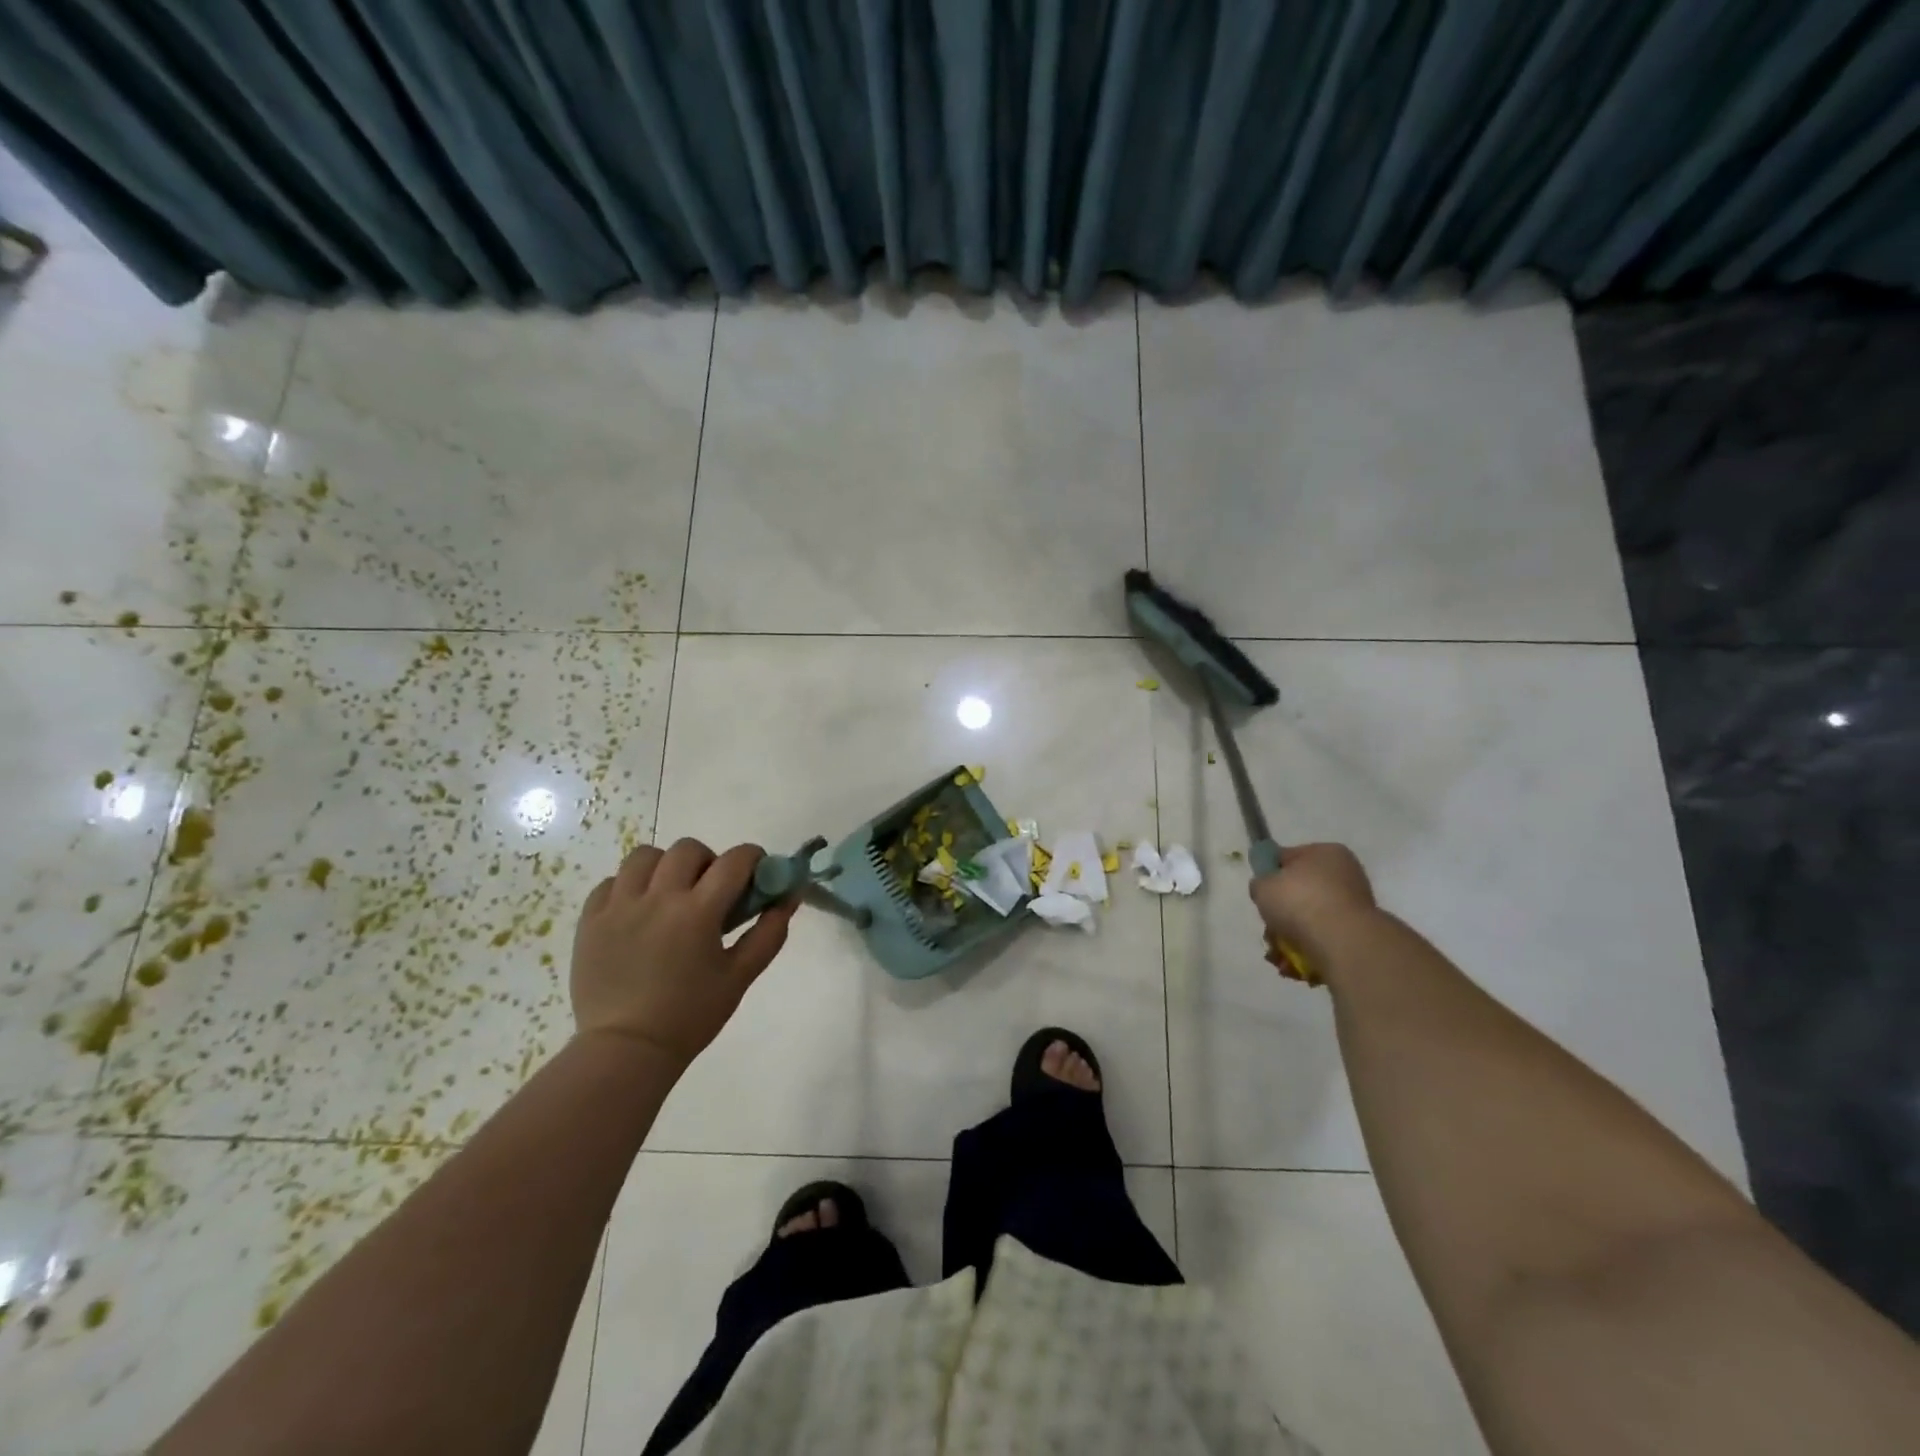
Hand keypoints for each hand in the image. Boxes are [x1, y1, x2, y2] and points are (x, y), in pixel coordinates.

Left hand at [570, 839, 798, 1068]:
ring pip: (645, 856)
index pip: (735, 860)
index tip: (756, 873)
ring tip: (669, 894)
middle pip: (688, 849)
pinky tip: (637, 911)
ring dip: (665, 866)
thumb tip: (789, 897)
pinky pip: (611, 882)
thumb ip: (769, 932)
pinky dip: (629, 887)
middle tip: (710, 891)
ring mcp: (619, 906)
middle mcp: (658, 897)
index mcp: (698, 911)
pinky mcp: (591, 920)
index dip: (753, 858)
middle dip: (708, 861)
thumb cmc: (691, 1015)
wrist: (627, 1050)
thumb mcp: (740, 976)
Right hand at [1249, 842, 1376, 968]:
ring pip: (1308, 922)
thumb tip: (1267, 890)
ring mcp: (1354, 908)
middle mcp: (1344, 876)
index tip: (1260, 895)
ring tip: (1279, 955)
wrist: (1342, 943)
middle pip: (1298, 894)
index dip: (1270, 875)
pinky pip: (1323, 941)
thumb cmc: (1299, 902)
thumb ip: (1260, 884)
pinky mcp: (1357, 937)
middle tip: (1269, 930)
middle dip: (1279, 916)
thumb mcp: (1263, 885)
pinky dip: (1306, 953)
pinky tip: (1294, 964)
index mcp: (1326, 853)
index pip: (1288, 857)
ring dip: (1288, 939)